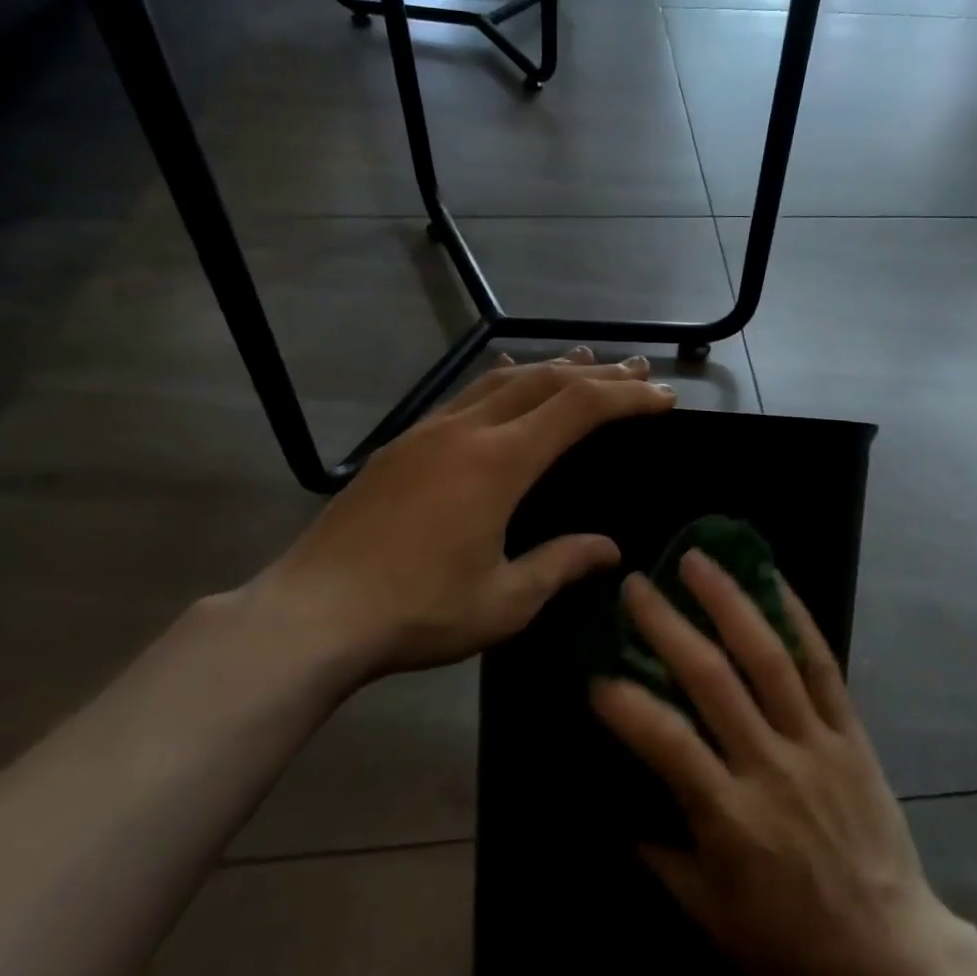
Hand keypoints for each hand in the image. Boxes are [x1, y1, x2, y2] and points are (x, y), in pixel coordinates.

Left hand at [242, 348, 675, 689]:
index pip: (579, 409)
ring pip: (501, 380)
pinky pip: (466, 395)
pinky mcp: (401, 445)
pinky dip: (503, 382)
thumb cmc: (418, 612)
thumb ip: (561, 564)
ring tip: (584, 363)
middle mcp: (466, 431)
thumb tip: (610, 548)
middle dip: (597, 373)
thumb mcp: (505, 601)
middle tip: (637, 371)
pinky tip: (507, 386)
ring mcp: (428, 432)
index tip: (663, 398)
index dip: (627, 398)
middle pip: (544, 381)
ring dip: (550, 369)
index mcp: (499, 463)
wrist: (313, 613)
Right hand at [592, 552, 958, 975]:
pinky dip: (798, 618)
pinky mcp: (850, 732)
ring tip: (698, 560)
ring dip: (730, 602)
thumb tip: (620, 804)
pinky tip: (774, 580)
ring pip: (769, 657)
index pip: (668, 744)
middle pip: (714, 680)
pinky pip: (823, 666)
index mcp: (731, 816)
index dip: (626, 706)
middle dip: (669, 626)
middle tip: (637, 586)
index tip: (595, 675)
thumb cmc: (791, 941)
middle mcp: (771, 765)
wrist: (891, 951)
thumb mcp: (710, 915)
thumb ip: (661, 855)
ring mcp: (816, 742)